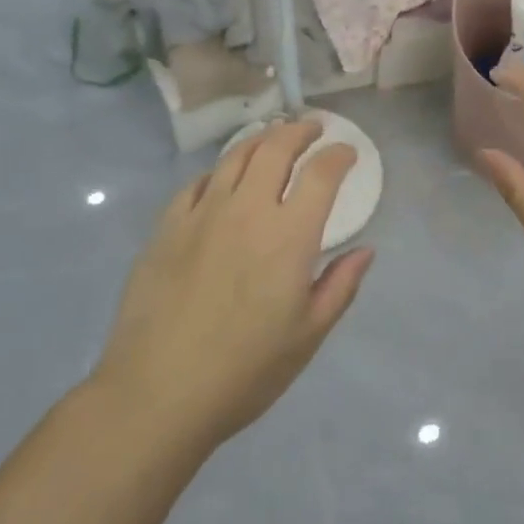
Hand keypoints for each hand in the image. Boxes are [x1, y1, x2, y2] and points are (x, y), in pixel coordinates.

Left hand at [93, 120, 373, 450]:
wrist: (157, 393)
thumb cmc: (245, 371)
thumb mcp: (308, 336)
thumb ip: (340, 286)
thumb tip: (366, 250)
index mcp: (288, 236)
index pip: (321, 174)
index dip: (339, 155)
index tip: (347, 153)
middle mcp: (246, 210)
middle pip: (275, 149)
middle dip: (299, 131)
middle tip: (312, 130)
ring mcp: (201, 215)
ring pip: (234, 157)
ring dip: (260, 141)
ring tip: (272, 139)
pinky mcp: (166, 228)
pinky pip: (196, 184)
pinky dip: (218, 171)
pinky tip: (221, 178)